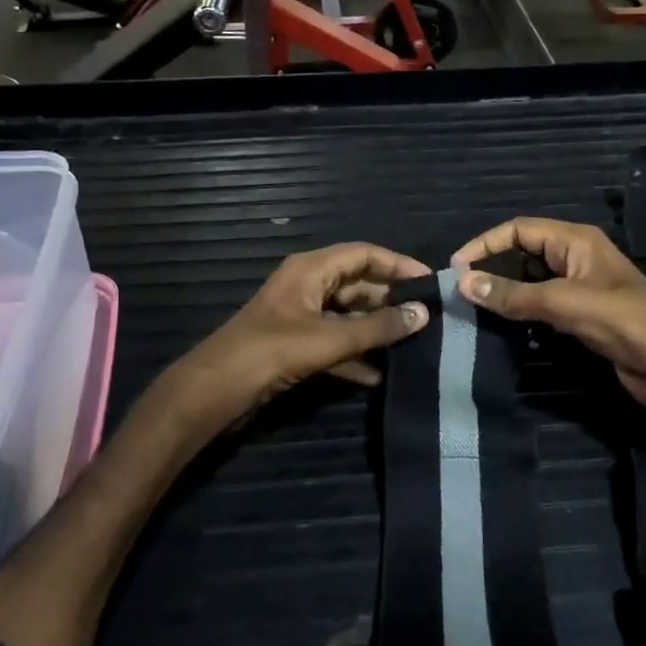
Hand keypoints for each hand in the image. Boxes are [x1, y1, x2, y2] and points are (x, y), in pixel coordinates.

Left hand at [167, 243, 432, 434]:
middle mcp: (307, 286)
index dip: (398, 264)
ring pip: (348, 316)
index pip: (363, 254)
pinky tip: (379, 375)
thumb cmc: (271, 352)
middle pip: (358, 284)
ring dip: (375, 331)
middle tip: (427, 319)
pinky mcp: (296, 345)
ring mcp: (301, 317)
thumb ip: (377, 327)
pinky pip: (335, 343)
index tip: (430, 283)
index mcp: (311, 269)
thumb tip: (423, 314)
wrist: (216, 391)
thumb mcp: (328, 339)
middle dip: (390, 301)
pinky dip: (355, 355)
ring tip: (413, 345)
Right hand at [451, 218, 645, 413]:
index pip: (519, 229)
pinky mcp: (583, 319)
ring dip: (506, 293)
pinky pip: (543, 308)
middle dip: (492, 267)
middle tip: (461, 291)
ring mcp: (581, 290)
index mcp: (575, 241)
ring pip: (532, 283)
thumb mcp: (563, 302)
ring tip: (474, 309)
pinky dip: (522, 314)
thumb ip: (512, 294)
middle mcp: (576, 258)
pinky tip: (504, 328)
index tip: (455, 268)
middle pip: (524, 253)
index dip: (485, 243)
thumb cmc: (623, 320)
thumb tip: (462, 283)